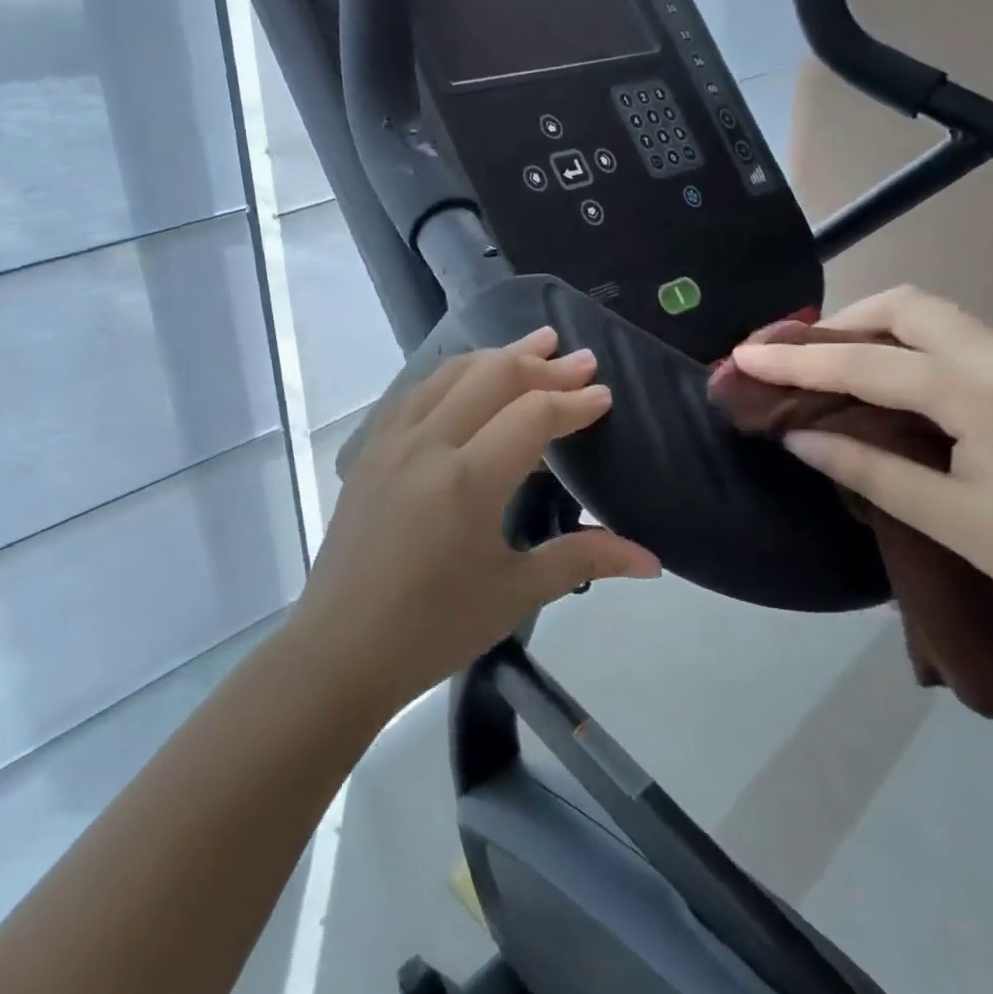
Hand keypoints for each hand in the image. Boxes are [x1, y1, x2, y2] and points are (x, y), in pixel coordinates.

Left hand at [290, 328, 660, 710]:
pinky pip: (416, 391)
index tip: (604, 395)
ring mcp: (391, 440)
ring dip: (497, 356)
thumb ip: (583, 559)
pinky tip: (469, 378)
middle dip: (542, 364)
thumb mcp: (515, 593)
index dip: (573, 402)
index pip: (533, 415)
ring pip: (450, 374)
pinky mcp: (369, 448)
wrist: (340, 648)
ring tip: (534, 345)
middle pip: (492, 377)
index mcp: (466, 480)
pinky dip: (454, 374)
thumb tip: (652, 560)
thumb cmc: (433, 628)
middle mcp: (427, 444)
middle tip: (580, 358)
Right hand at [731, 287, 992, 634]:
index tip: (742, 356)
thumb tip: (797, 436)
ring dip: (871, 330)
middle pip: (906, 305)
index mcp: (985, 392)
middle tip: (793, 358)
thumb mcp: (956, 522)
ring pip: (933, 317)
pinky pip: (954, 340)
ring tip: (827, 366)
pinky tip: (885, 383)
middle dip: (839, 322)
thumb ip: (869, 470)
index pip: (869, 361)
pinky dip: (904, 347)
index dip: (797, 359)